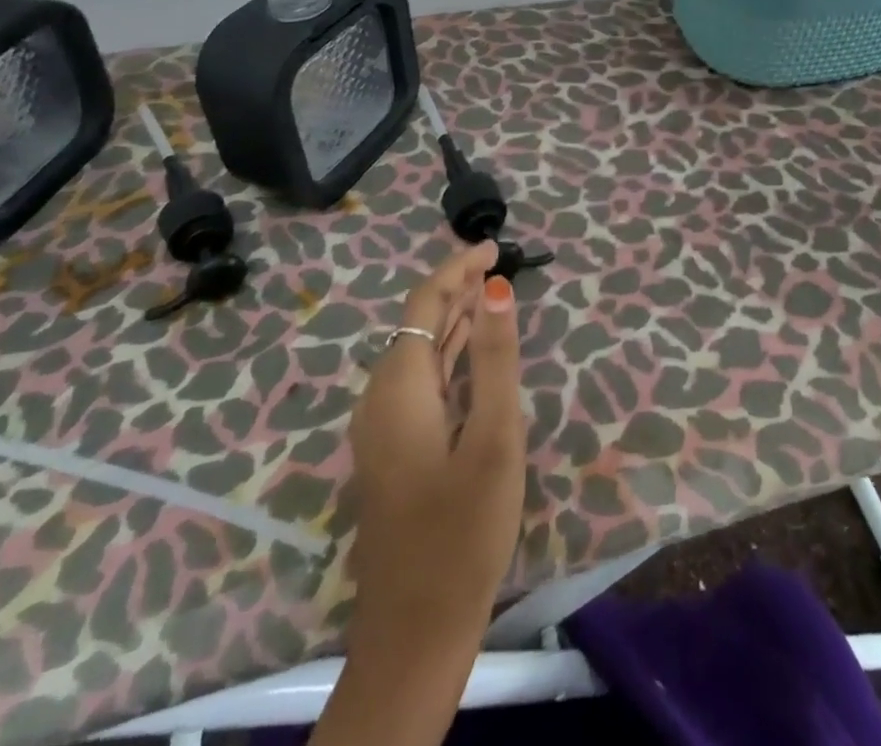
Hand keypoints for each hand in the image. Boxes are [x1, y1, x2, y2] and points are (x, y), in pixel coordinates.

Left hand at [347, 241, 524, 650]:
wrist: (416, 633)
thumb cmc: (463, 532)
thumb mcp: (493, 438)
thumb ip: (495, 358)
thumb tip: (496, 287)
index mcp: (399, 387)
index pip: (424, 305)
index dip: (457, 269)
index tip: (493, 246)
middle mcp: (381, 398)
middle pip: (418, 324)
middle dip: (456, 288)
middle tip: (499, 264)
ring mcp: (383, 427)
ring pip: (419, 353)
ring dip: (453, 319)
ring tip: (491, 293)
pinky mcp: (394, 450)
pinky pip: (421, 380)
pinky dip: (448, 354)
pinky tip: (472, 353)